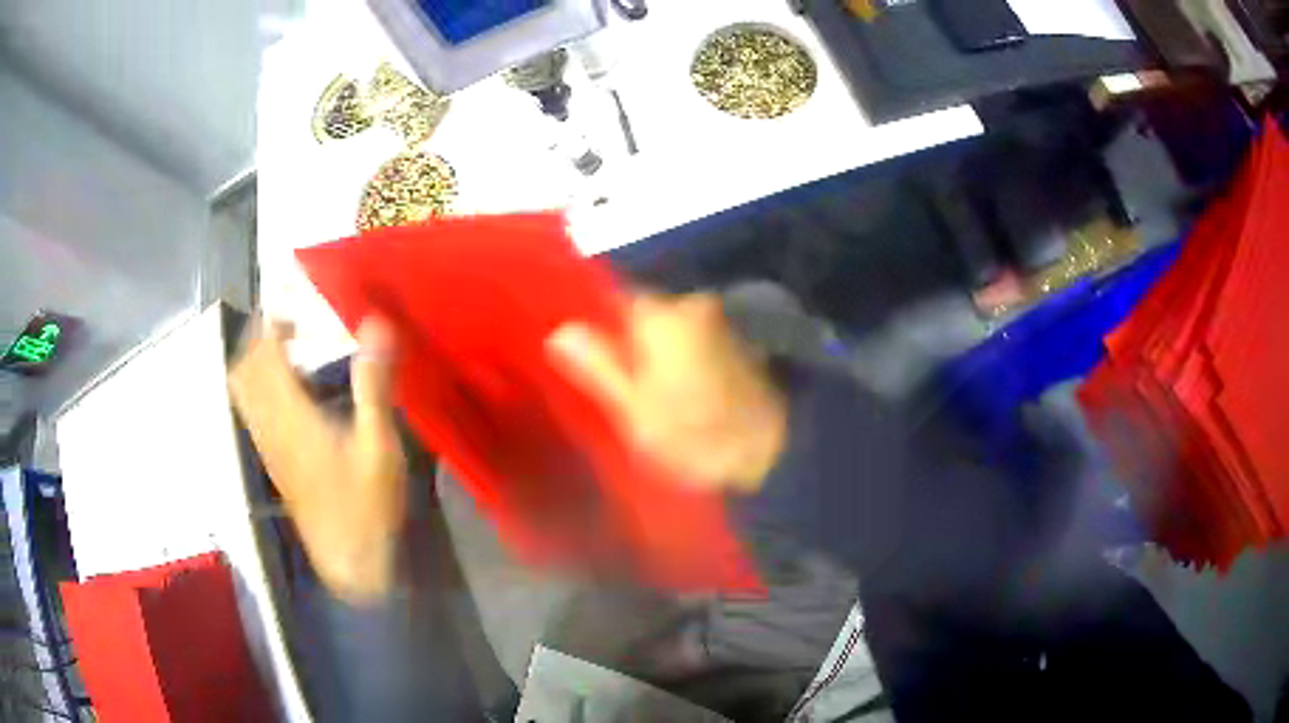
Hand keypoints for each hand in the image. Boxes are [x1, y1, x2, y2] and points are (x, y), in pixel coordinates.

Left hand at [228, 316, 405, 603]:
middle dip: (257, 338)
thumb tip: (375, 324)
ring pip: (242, 392)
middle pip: (243, 370)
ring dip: (255, 362)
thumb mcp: (379, 445)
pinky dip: (260, 387)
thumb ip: (373, 383)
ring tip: (286, 349)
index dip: (269, 323)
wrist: (350, 563)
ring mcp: (268, 446)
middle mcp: (270, 426)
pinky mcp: (273, 461)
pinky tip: (288, 392)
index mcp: (291, 416)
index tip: (288, 302)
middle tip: (287, 323)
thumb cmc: (367, 505)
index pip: (264, 356)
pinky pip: (252, 411)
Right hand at [547, 293, 787, 493]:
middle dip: (632, 343)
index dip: (601, 330)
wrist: (779, 456)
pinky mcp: (744, 344)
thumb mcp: (637, 412)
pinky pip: (699, 343)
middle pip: (646, 315)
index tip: (594, 362)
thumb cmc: (699, 437)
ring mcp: (723, 324)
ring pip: (675, 329)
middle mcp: (694, 306)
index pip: (615, 302)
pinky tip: (687, 394)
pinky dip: (688, 360)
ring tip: (656, 395)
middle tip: (623, 387)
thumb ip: (600, 368)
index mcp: (662, 318)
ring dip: (661, 353)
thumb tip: (561, 332)